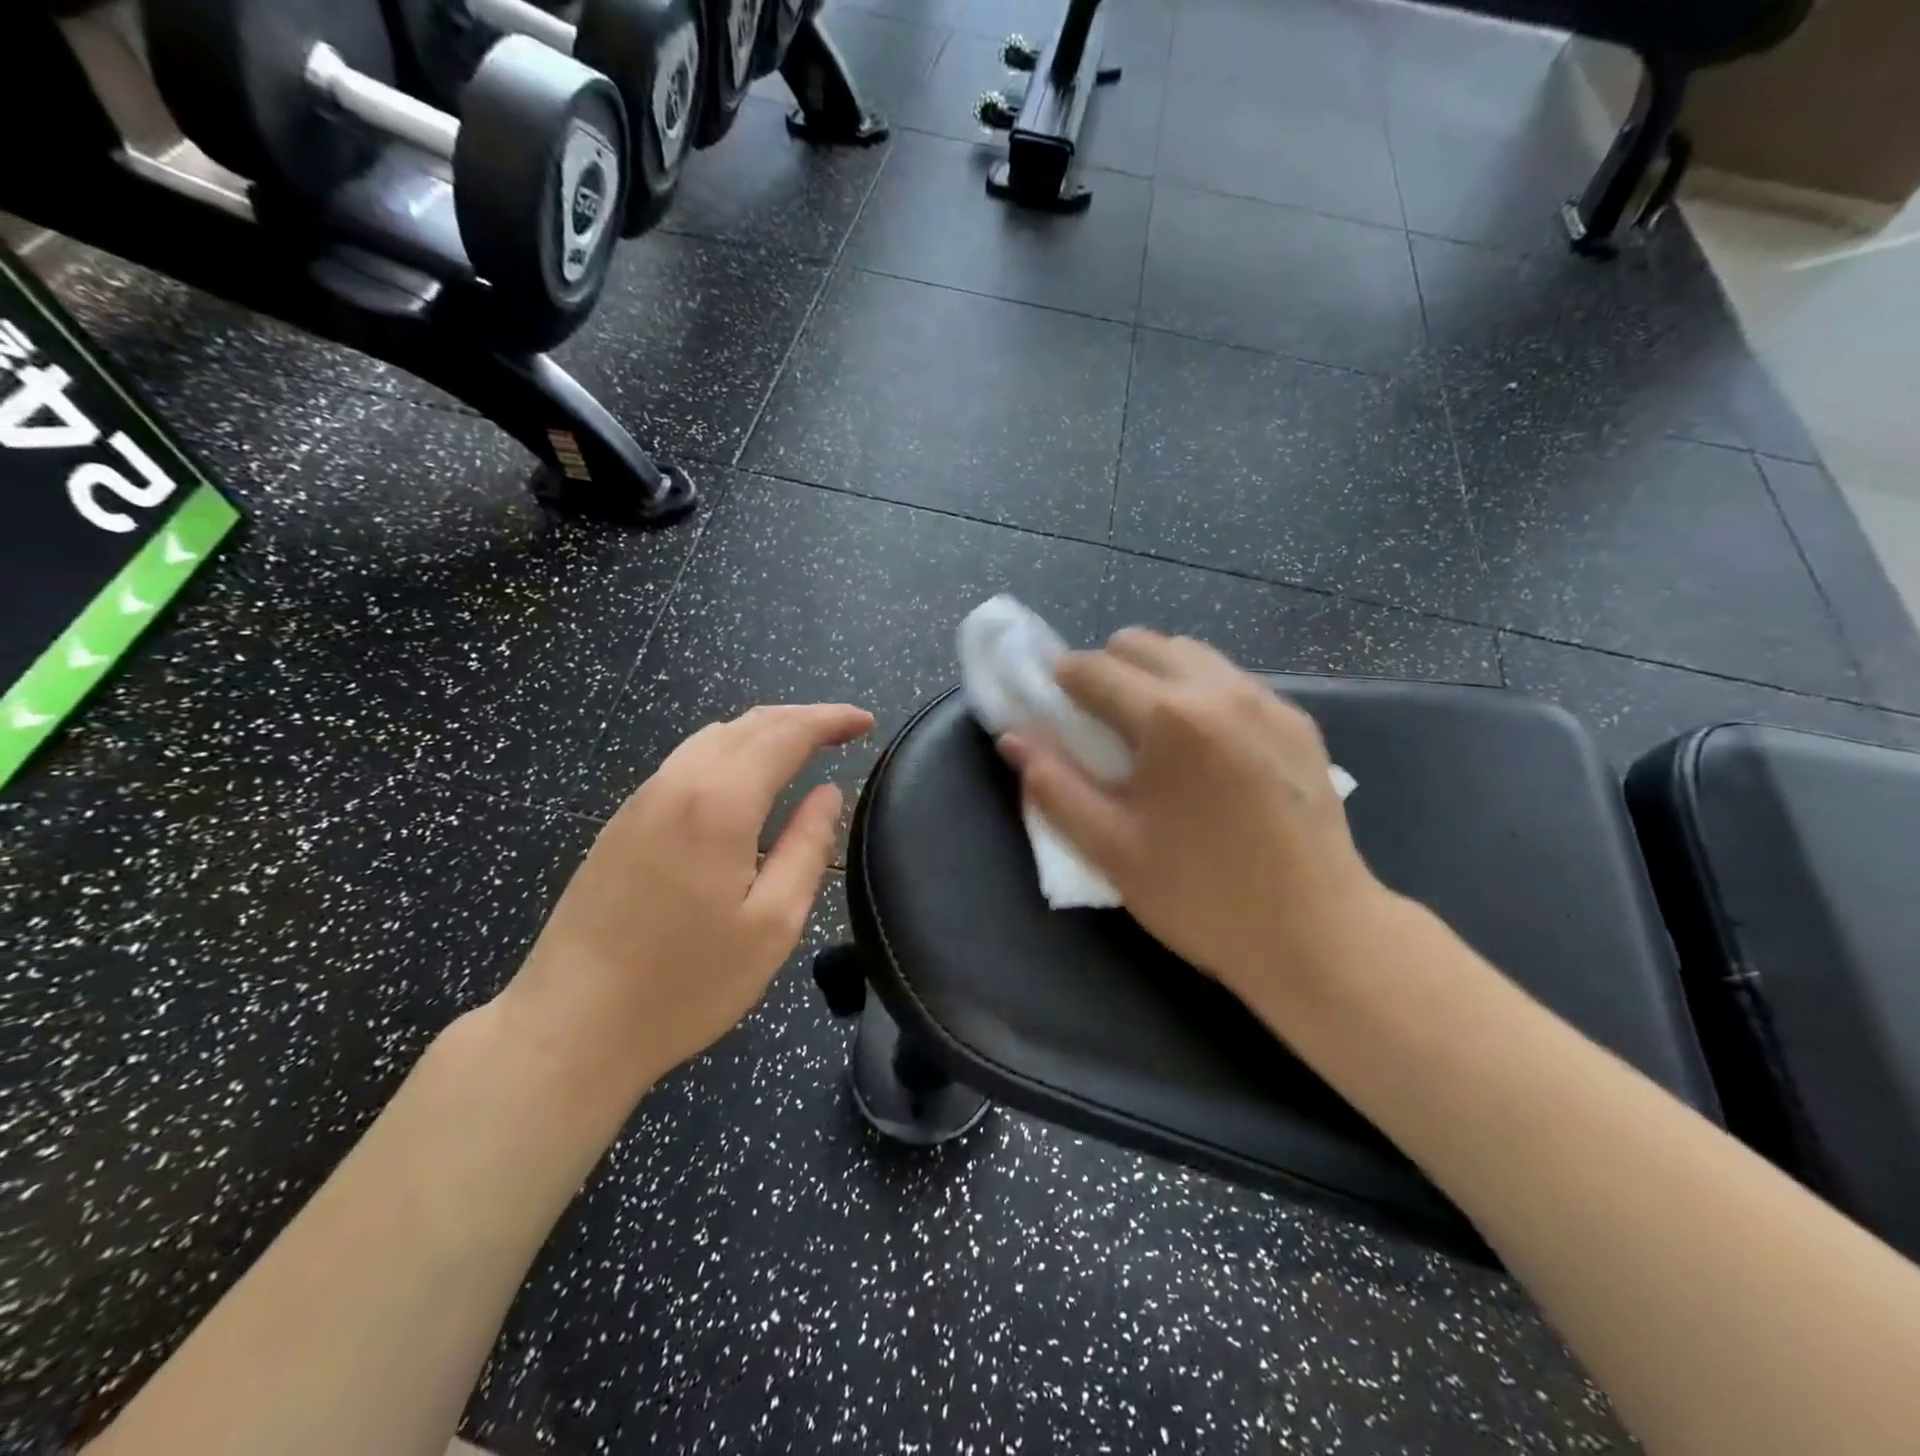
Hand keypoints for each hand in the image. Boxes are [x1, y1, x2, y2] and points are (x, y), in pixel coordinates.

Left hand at [496, 703, 873, 1104]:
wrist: (569, 1027)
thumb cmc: (685, 985)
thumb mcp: (772, 925)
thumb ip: (806, 848)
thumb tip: (828, 794)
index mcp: (720, 804)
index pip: (786, 734)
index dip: (830, 720)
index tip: (865, 722)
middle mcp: (676, 785)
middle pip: (747, 724)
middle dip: (800, 717)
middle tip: (842, 730)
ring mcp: (640, 802)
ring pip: (710, 738)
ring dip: (762, 731)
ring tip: (800, 747)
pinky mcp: (619, 825)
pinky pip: (684, 762)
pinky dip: (728, 752)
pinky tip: (741, 780)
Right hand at [1000, 630, 1389, 1019]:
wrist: (1317, 934)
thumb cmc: (1201, 896)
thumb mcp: (1109, 847)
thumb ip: (1053, 784)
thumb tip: (1013, 738)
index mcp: (1170, 717)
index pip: (1095, 668)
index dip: (1060, 678)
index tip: (1047, 699)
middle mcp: (1222, 690)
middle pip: (1144, 643)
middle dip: (1106, 668)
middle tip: (1094, 719)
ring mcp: (1269, 702)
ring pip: (1192, 654)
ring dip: (1154, 674)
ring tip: (1147, 729)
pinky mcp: (1299, 723)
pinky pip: (1232, 681)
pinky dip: (1199, 691)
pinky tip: (1200, 747)